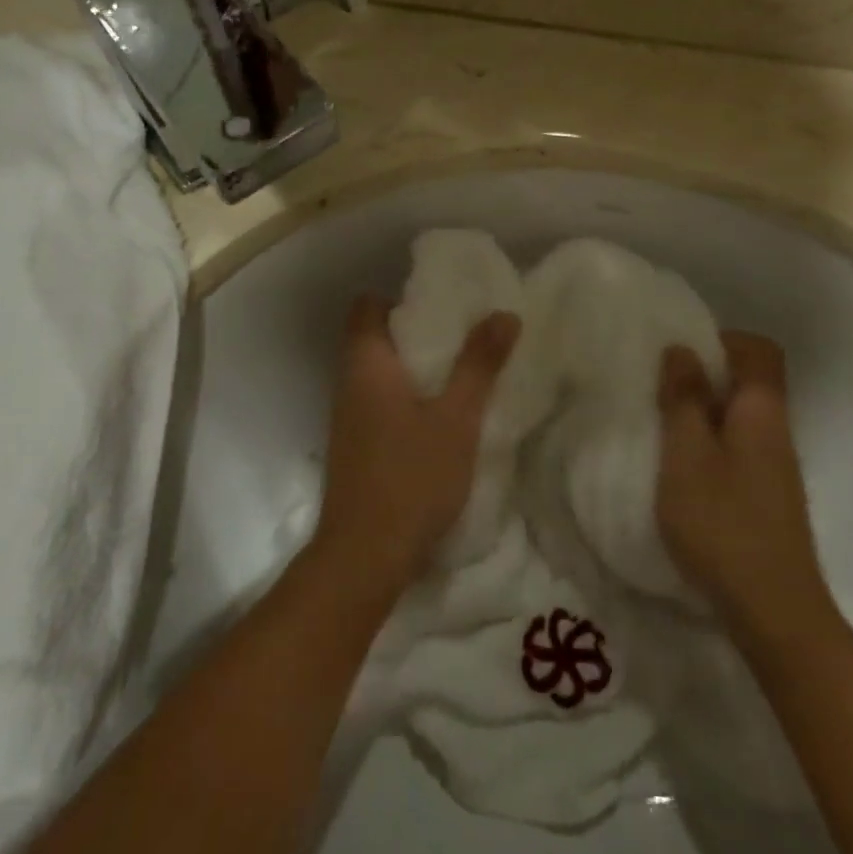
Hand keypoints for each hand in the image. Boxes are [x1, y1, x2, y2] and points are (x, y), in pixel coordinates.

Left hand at [312, 294, 520, 600]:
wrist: (365, 556)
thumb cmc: (411, 476)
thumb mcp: (457, 418)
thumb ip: (479, 364)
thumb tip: (503, 313)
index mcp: (367, 364)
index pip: (366, 307)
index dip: (399, 297)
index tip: (440, 302)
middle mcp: (349, 384)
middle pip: (376, 338)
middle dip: (418, 332)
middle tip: (464, 332)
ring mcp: (349, 419)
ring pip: (380, 374)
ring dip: (416, 368)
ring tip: (462, 370)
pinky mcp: (357, 448)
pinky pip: (381, 404)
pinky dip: (409, 398)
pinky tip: (443, 416)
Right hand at [656, 333, 831, 636]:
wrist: (774, 612)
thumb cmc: (723, 523)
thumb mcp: (687, 454)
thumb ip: (684, 399)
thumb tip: (683, 350)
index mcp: (762, 410)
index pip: (759, 350)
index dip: (722, 340)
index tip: (680, 353)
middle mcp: (776, 431)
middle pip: (748, 383)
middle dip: (704, 377)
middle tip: (658, 389)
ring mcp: (775, 468)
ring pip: (739, 418)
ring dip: (702, 414)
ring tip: (660, 427)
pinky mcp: (766, 498)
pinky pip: (737, 450)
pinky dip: (708, 447)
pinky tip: (679, 472)